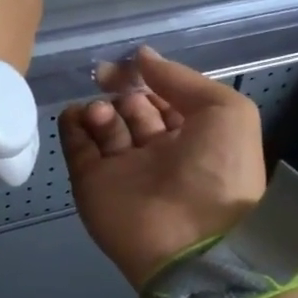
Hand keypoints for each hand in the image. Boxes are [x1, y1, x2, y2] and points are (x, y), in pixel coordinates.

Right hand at [60, 48, 267, 290]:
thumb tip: (142, 56)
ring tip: (103, 113)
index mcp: (194, 137)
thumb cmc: (219, 171)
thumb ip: (181, 79)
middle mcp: (158, 153)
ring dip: (100, 110)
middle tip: (107, 79)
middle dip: (121, 91)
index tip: (130, 64)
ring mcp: (124, 170)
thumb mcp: (225, 111)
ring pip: (104, 127)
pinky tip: (75, 114)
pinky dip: (72, 128)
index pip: (164, 99)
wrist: (193, 241)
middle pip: (132, 110)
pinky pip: (78, 150)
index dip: (149, 80)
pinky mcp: (93, 185)